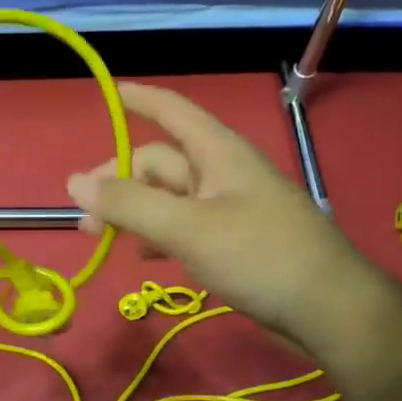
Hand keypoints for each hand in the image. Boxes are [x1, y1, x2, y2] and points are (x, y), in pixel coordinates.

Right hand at [65, 83, 361, 344]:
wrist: (326, 309)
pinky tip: (142, 256)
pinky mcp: (234, 243)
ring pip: (169, 199)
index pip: (174, 111)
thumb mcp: (188, 227)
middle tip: (84, 215)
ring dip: (133, 212)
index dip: (141, 99)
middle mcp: (223, 174)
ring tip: (98, 238)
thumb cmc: (259, 255)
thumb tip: (75, 182)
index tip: (110, 92)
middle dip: (119, 181)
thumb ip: (130, 204)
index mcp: (218, 153)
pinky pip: (184, 228)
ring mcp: (229, 210)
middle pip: (161, 163)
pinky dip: (158, 236)